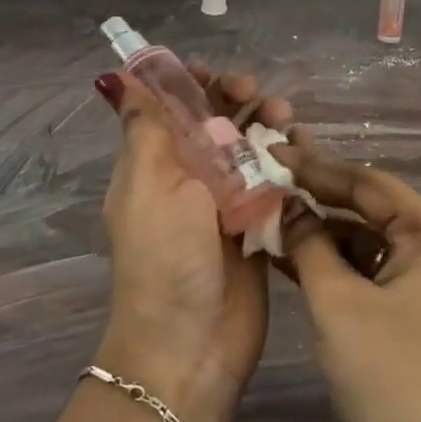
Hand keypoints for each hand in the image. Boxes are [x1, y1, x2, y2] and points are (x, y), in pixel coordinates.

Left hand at [94, 66, 291, 421]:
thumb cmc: (165, 259)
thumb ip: (146, 130)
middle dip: (237, 101)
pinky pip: (274, 184)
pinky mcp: (257, 227)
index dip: (191, 86)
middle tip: (258, 96)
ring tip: (286, 119)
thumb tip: (118, 80)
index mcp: (154, 164)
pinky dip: (287, 164)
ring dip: (266, 127)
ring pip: (249, 149)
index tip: (215, 76)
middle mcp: (188, 178)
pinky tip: (302, 152)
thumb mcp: (148, 186)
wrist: (191, 345)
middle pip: (215, 123)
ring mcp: (225, 203)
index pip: (171, 109)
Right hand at [276, 145, 420, 421]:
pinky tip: (283, 257)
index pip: (366, 182)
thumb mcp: (338, 303)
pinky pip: (360, 274)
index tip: (269, 151)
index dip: (315, 166)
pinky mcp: (402, 316)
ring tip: (262, 214)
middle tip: (261, 177)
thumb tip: (285, 207)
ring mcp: (419, 285)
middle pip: (364, 209)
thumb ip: (308, 245)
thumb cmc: (393, 376)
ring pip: (359, 243)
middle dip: (313, 197)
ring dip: (315, 233)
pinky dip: (326, 266)